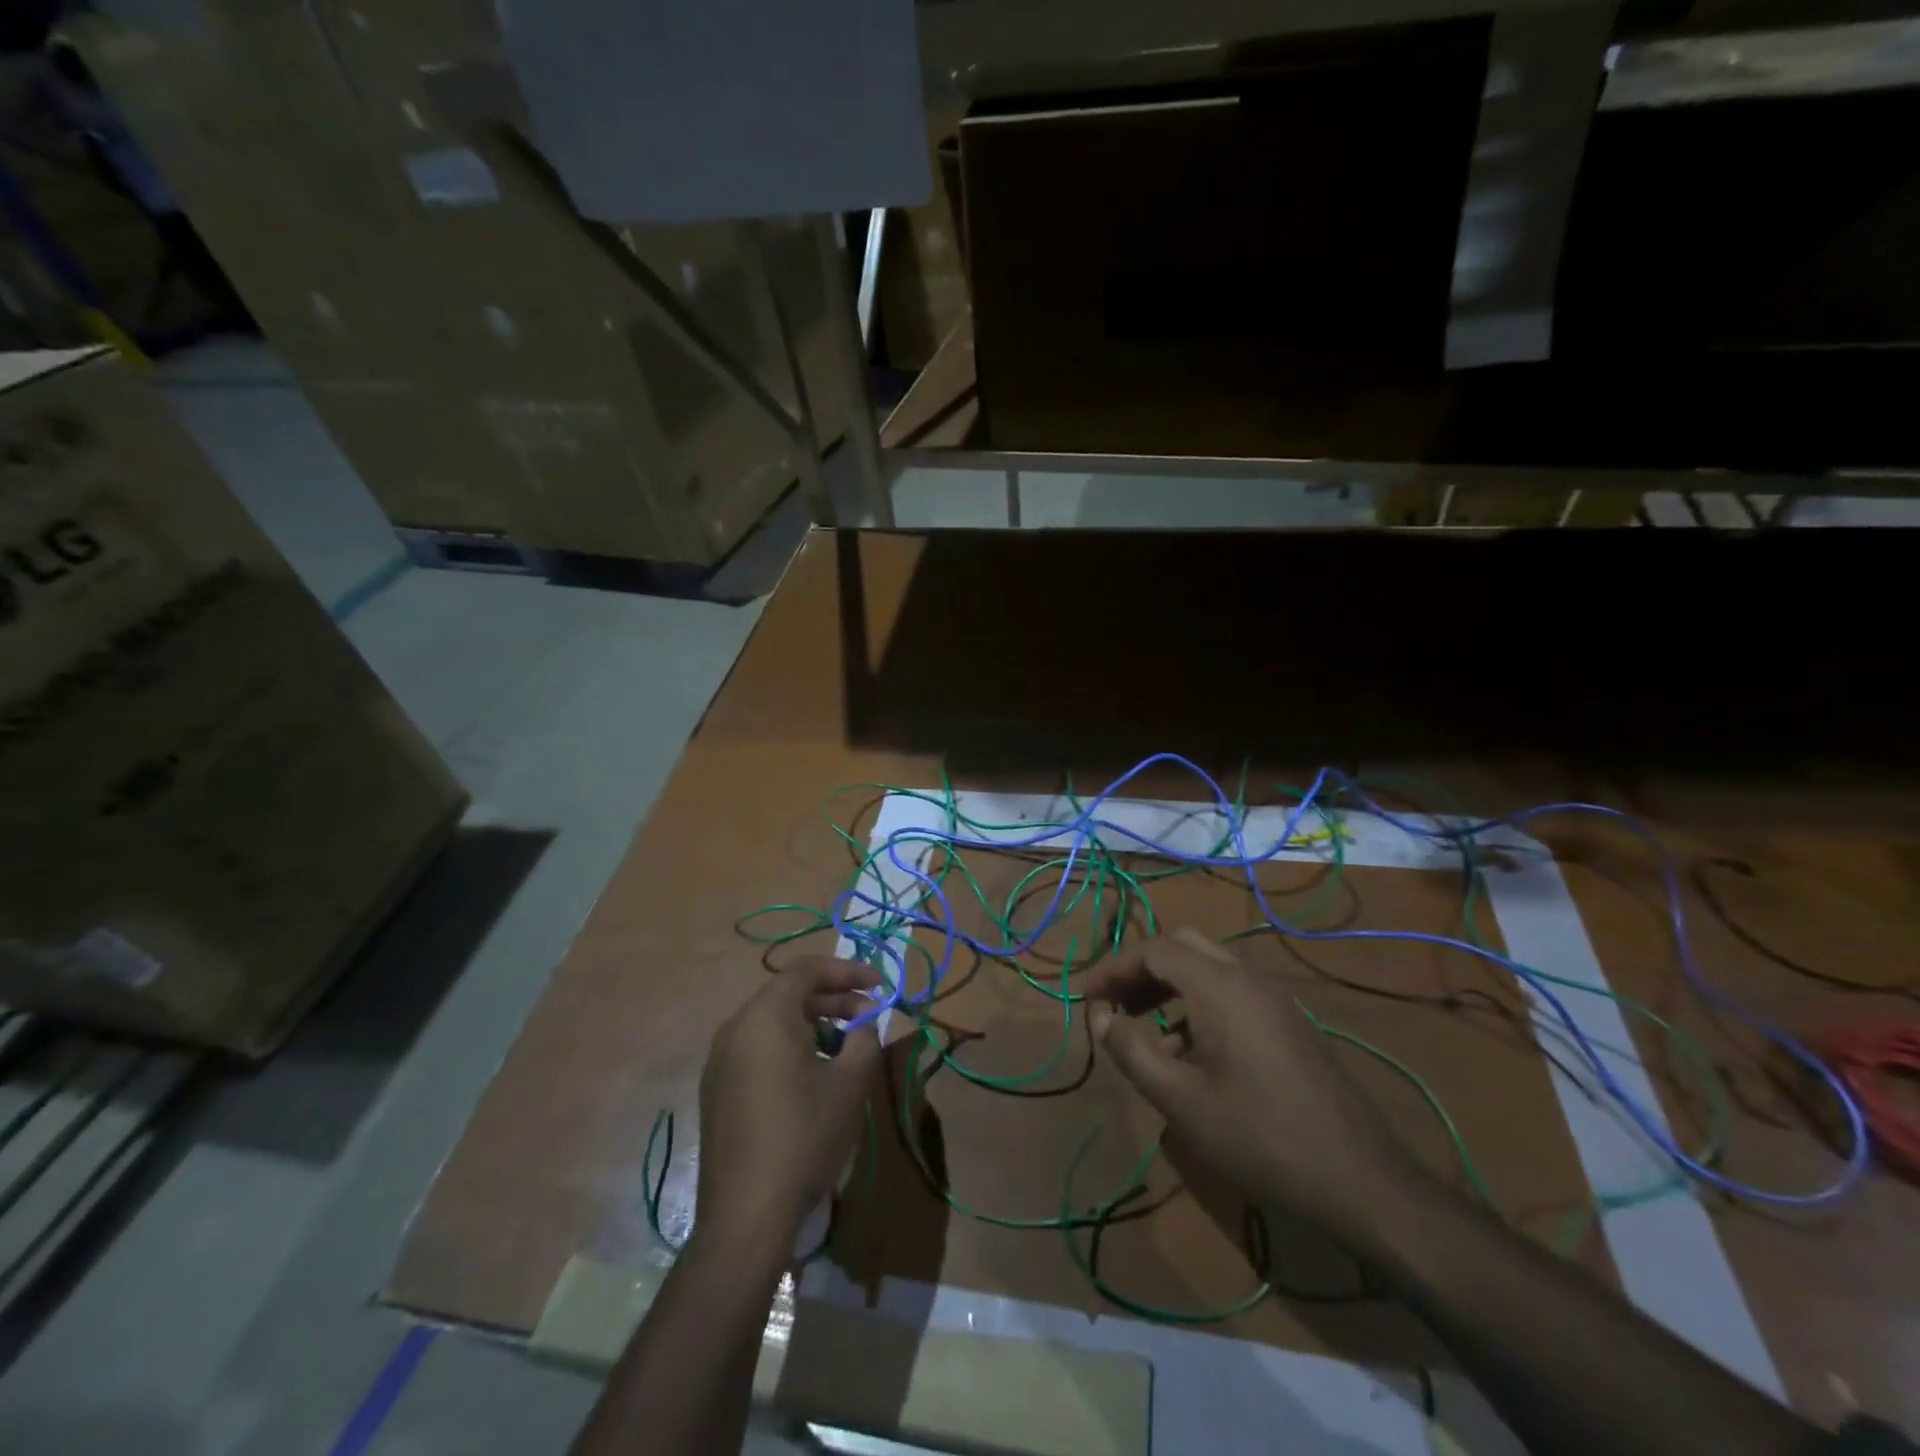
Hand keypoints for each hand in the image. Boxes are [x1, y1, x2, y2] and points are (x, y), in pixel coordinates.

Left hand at [695, 956, 883, 1252]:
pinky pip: (758, 1048)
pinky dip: (790, 1046)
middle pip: (788, 993)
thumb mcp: (851, 1083)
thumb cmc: (805, 1137)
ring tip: (846, 1048)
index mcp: (765, 1016)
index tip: (880, 985)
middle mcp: (735, 1028)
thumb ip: (865, 1039)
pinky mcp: (717, 1090)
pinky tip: (814, 1076)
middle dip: (834, 998)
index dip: (848, 970)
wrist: (746, 1216)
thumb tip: (865, 1023)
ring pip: (773, 1022)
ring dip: (814, 1023)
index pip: (807, 969)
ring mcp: (720, 1061)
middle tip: (870, 1017)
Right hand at [1081, 929, 1414, 1233]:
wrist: (1360, 1180)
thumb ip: (1131, 1050)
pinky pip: (1232, 990)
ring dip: (1170, 984)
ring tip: (1144, 1028)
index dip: (1114, 968)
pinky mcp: (1289, 1022)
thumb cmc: (1259, 1136)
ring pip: (1209, 967)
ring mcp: (1275, 998)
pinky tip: (1190, 1052)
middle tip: (1116, 1004)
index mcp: (1220, 986)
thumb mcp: (1181, 1100)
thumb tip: (1100, 1016)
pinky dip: (1199, 1001)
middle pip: (1183, 946)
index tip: (1088, 998)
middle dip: (1142, 969)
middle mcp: (1248, 977)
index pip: (1154, 950)